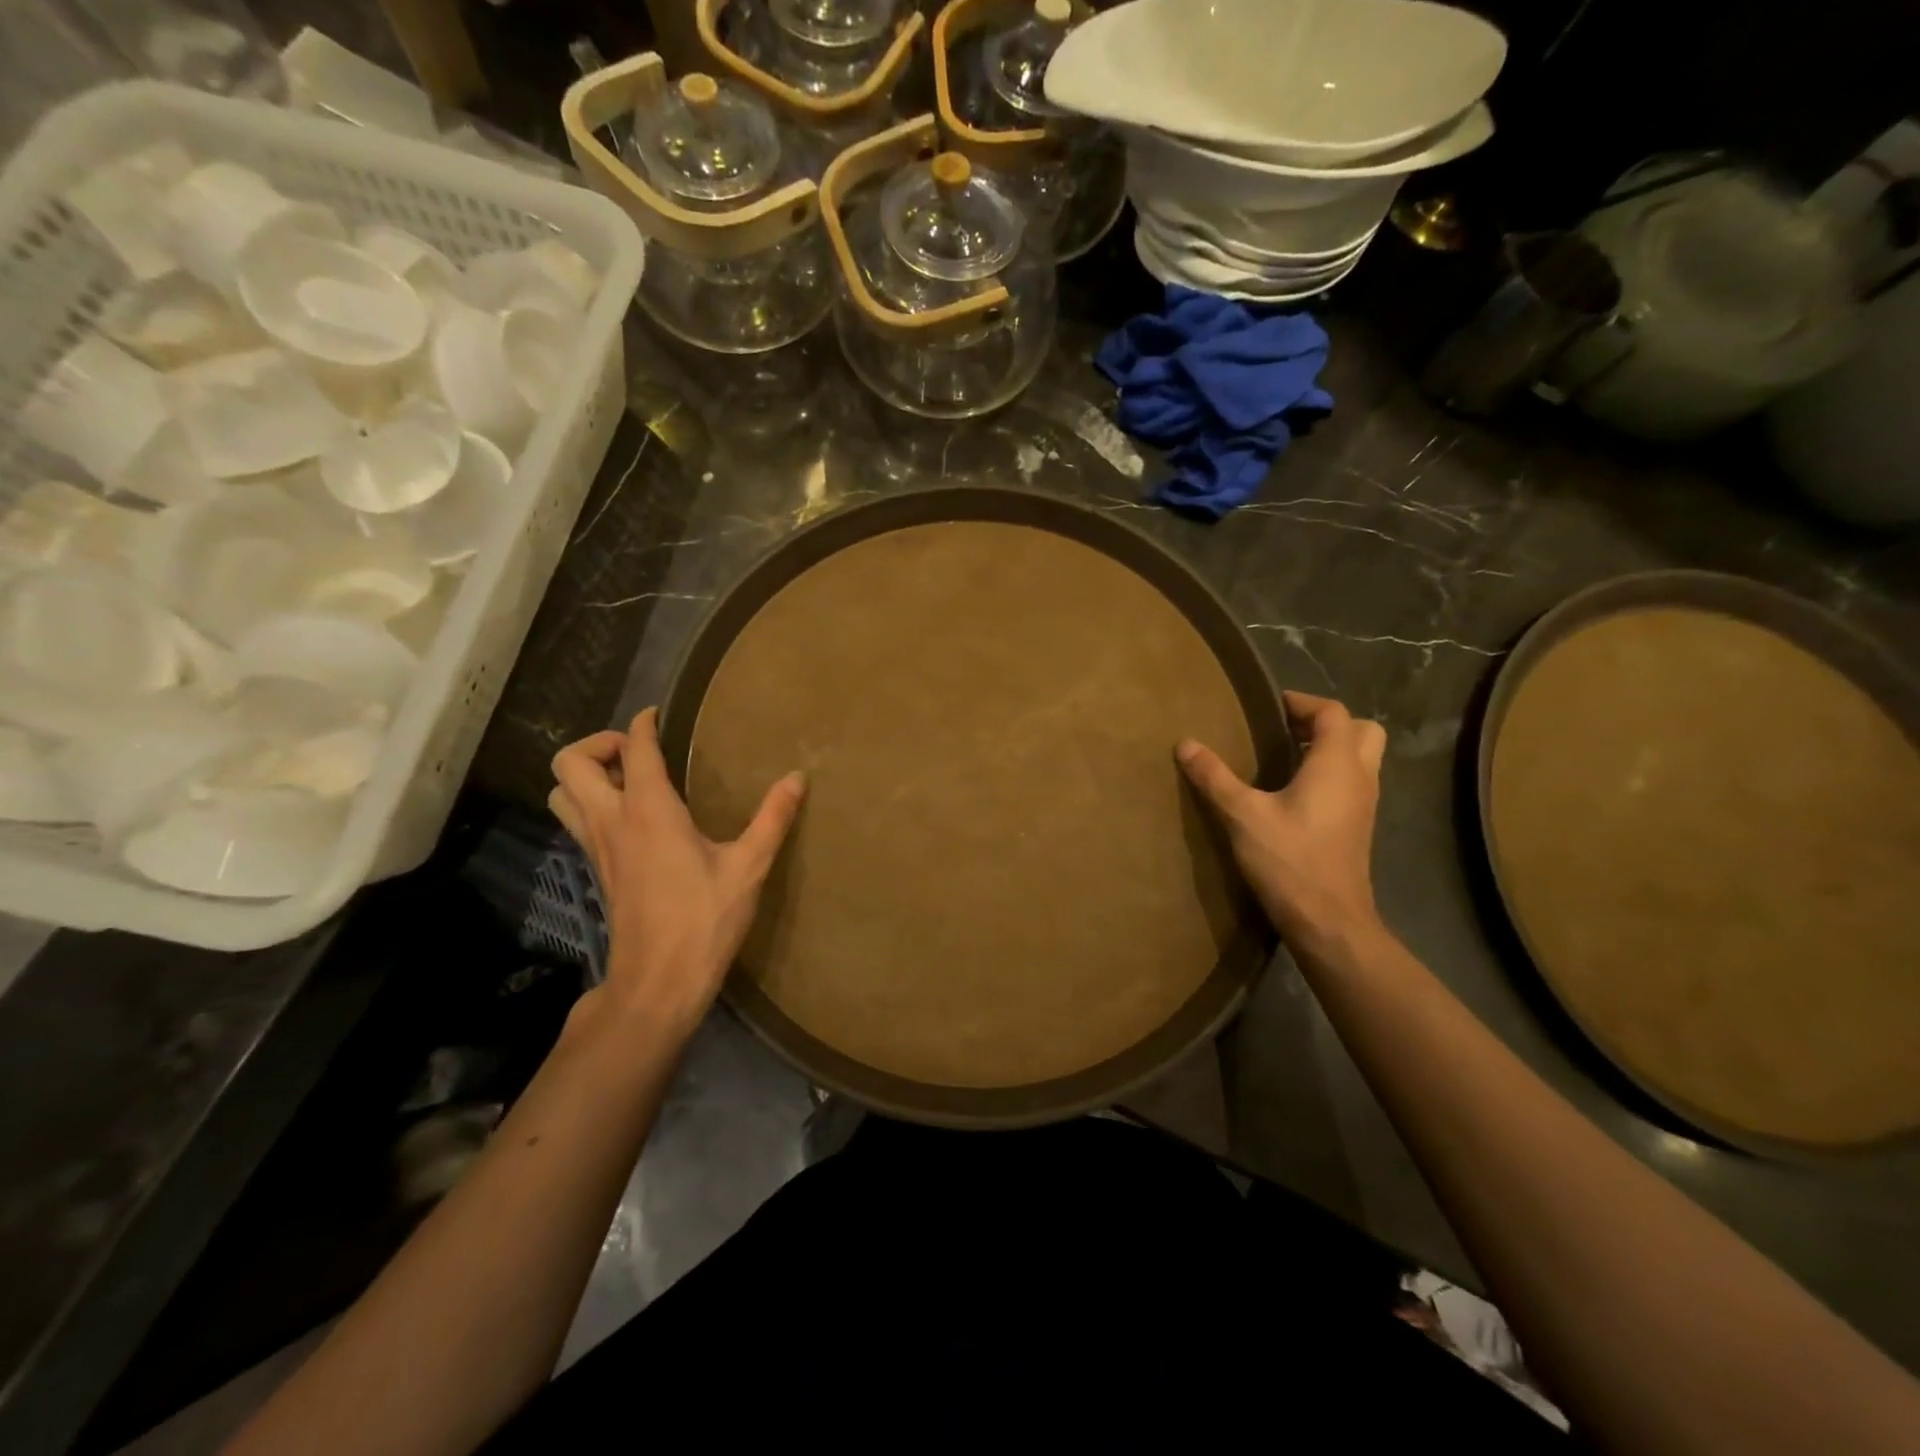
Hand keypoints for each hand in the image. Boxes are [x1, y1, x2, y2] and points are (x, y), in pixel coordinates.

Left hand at [549, 708, 804, 1028]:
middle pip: (570, 763)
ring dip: (585, 775)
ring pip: (561, 793)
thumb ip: (773, 818)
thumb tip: (797, 778)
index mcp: (649, 811)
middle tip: (639, 752)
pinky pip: (576, 820)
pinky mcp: (598, 869)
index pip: (633, 749)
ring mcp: (598, 847)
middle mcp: (612, 821)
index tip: (659, 715)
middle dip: (599, 744)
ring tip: (629, 779)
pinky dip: (590, 802)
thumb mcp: (749, 867)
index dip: (643, 724)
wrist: (658, 982)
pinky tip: (633, 818)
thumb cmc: (704, 921)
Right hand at [1178, 691, 1387, 952]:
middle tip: (1286, 729)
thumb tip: (1186, 744)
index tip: (1270, 706)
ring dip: (1330, 748)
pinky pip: (1352, 782)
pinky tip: (1293, 792)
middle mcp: (1359, 777)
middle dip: (1325, 722)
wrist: (1328, 920)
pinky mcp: (1357, 826)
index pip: (1332, 712)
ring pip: (1360, 758)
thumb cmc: (1289, 859)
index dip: (1302, 702)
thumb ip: (1215, 777)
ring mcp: (1364, 804)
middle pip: (1360, 730)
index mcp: (1337, 764)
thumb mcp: (1243, 815)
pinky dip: (1330, 773)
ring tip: (1285, 756)